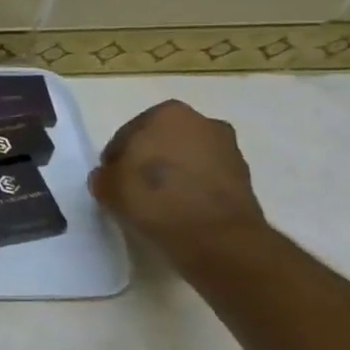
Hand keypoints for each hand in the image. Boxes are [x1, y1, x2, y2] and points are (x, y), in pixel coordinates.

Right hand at [88, 100, 267, 256]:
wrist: (216, 236)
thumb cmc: (154, 197)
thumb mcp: (107, 187)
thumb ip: (104, 176)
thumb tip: (110, 177)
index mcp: (167, 113)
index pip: (128, 134)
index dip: (116, 159)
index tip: (113, 181)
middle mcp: (202, 122)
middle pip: (162, 143)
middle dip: (148, 161)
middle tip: (134, 189)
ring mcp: (228, 149)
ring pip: (186, 160)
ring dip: (173, 175)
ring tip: (158, 204)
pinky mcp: (245, 178)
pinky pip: (205, 180)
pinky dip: (193, 190)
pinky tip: (180, 211)